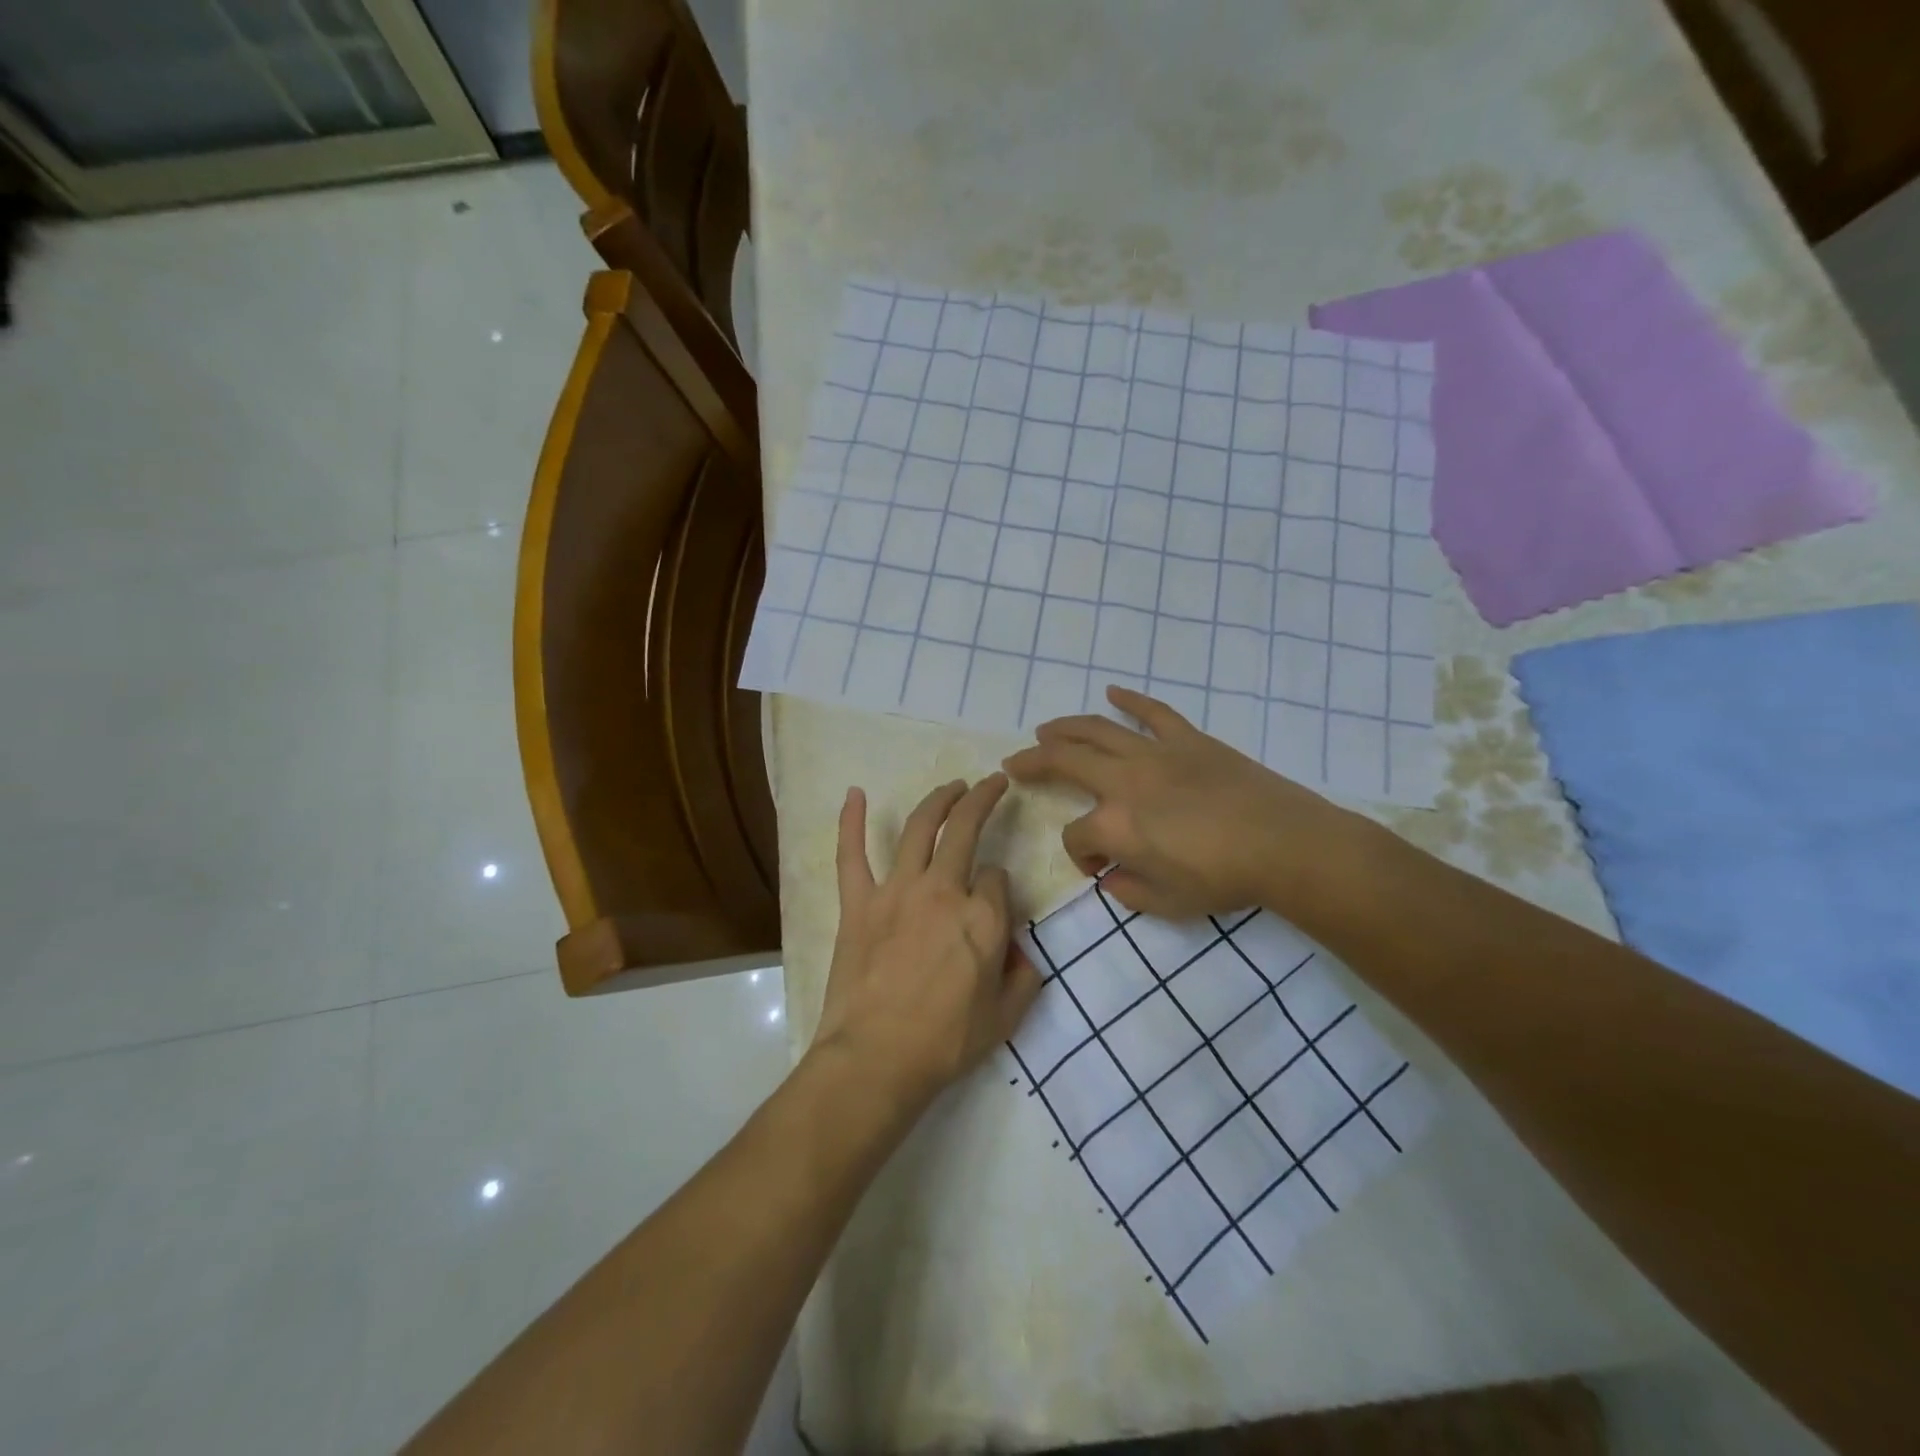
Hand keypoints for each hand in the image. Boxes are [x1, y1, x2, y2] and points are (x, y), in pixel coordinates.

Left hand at [811, 774, 1042, 1113]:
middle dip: (983, 800)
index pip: (999, 878)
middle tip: (992, 784)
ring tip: (952, 785)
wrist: (876, 1060)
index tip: (994, 902)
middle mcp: (945, 891)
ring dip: (938, 799)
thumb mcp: (1006, 1019)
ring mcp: (898, 892)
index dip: (1001, 886)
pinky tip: (853, 793)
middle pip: (966, 830)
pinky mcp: (859, 903)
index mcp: (984, 918)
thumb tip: (1019, 952)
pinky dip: (850, 821)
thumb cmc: (945, 1044)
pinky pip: (851, 854)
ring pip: (920, 828)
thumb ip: (1023, 978)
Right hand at [1003, 686, 1364, 919]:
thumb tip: (1112, 876)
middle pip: (1064, 762)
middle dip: (1034, 762)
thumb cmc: (1223, 879)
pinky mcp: (1188, 740)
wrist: (1285, 845)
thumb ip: (1128, 891)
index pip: (1076, 836)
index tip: (1099, 869)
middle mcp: (1123, 781)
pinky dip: (1131, 701)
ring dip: (1065, 727)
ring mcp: (1155, 754)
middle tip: (1015, 761)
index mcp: (1114, 825)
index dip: (1079, 855)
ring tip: (1045, 729)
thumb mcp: (1167, 904)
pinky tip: (1113, 692)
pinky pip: (1153, 713)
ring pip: (1097, 730)